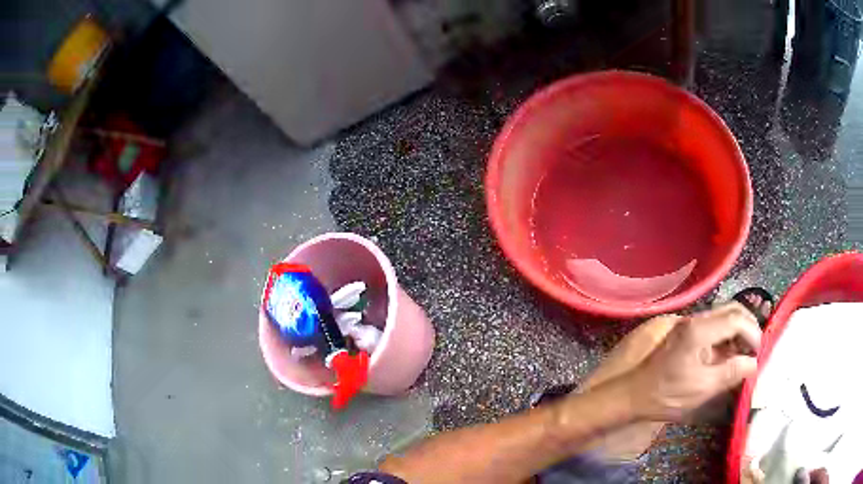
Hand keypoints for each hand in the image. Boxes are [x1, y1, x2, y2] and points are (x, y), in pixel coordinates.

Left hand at [624, 303, 761, 420]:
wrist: (633, 394)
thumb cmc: (667, 394)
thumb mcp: (703, 388)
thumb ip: (731, 373)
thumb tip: (754, 363)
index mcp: (699, 330)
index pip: (736, 319)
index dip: (753, 333)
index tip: (758, 353)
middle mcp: (695, 320)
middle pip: (732, 311)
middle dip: (748, 327)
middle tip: (755, 349)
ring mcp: (690, 324)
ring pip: (724, 317)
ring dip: (739, 331)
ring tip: (746, 353)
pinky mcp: (687, 333)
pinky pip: (715, 327)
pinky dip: (727, 336)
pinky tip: (731, 354)